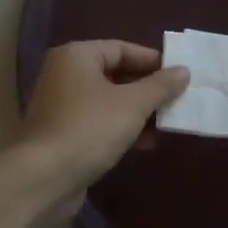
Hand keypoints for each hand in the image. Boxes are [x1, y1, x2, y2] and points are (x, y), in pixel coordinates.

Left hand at [14, 41, 188, 208]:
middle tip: (178, 101)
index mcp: (77, 56)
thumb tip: (183, 71)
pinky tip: (145, 143)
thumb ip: (160, 86)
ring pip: (109, 101)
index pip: (122, 48)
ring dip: (139, 112)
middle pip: (116, 74)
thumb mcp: (132, 105)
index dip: (153, 61)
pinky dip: (122, 128)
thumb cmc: (89, 129)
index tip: (181, 76)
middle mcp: (66, 74)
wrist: (43, 178)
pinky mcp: (64, 133)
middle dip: (148, 89)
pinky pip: (100, 122)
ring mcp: (62, 105)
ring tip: (168, 125)